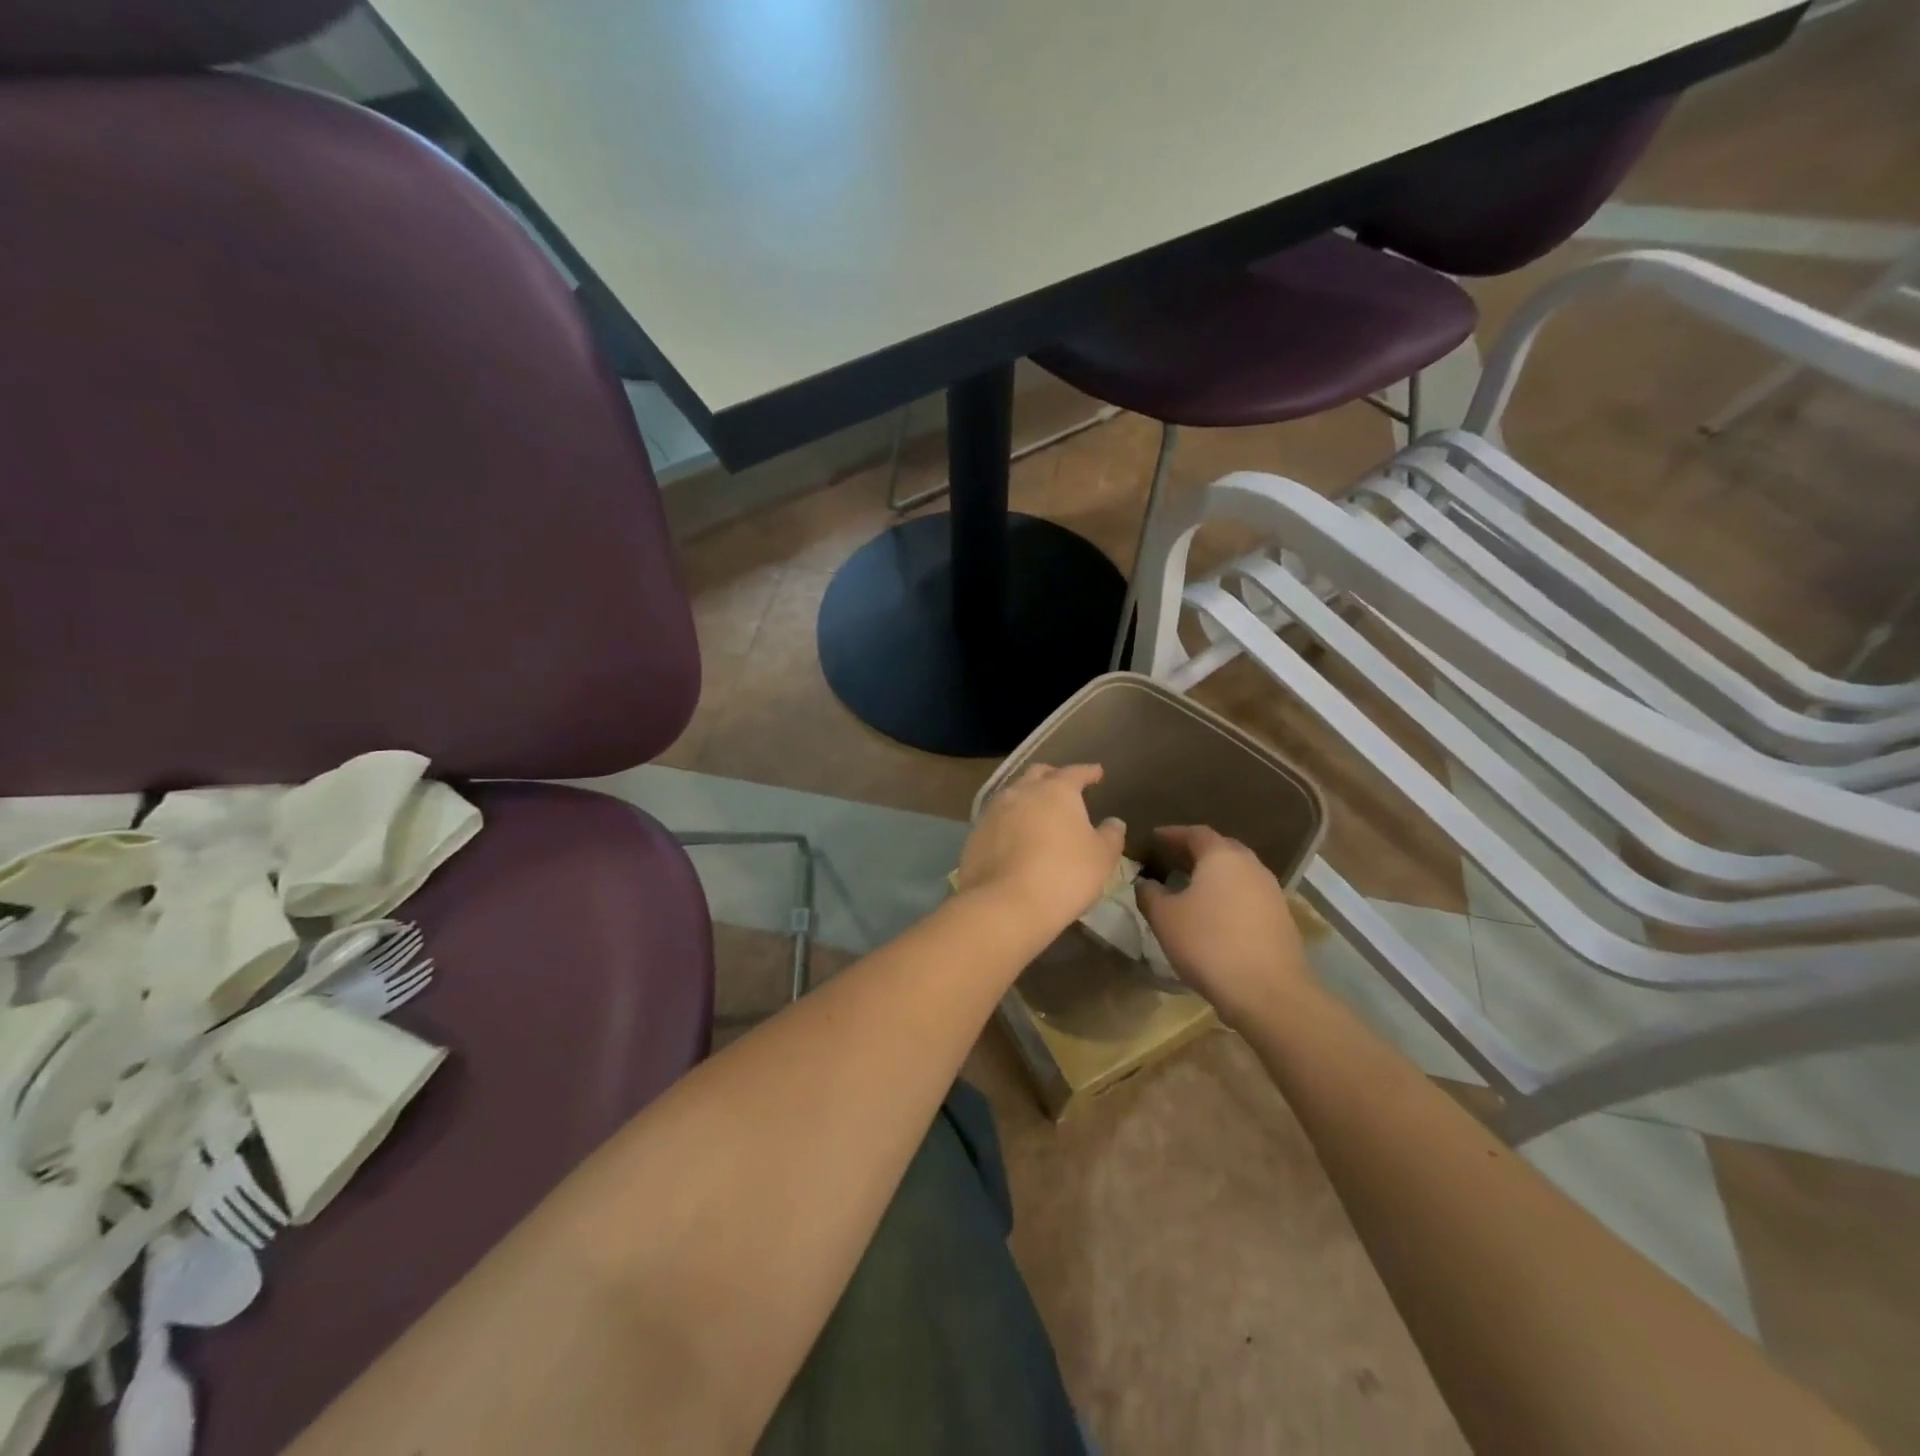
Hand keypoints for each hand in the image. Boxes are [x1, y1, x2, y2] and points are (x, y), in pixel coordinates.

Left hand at [956, 764, 1124, 935]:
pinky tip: (1016, 835)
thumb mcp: (1102, 858)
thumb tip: (1113, 822)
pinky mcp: (976, 834)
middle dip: (1053, 776)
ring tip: (1038, 810)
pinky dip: (1010, 821)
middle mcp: (1022, 792)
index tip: (1097, 773)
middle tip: (1064, 785)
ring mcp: (994, 811)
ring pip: (1014, 794)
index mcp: (1056, 790)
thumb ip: (1111, 835)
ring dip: (1028, 797)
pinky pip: (997, 819)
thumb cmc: (1064, 875)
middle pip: (1038, 774)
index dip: (1088, 772)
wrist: (1005, 905)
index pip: (1075, 772)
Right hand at [1135, 826, 1312, 1026]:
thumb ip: (1149, 894)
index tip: (1155, 838)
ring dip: (1214, 874)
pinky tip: (1214, 913)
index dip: (1172, 834)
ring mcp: (1270, 891)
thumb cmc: (1208, 944)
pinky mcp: (1281, 917)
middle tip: (1172, 859)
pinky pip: (1248, 894)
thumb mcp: (1165, 918)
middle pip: (1221, 848)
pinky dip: (1228, 895)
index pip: (1195, 833)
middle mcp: (1250, 865)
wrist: (1268, 991)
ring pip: (1237, 872)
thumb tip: (1145, 882)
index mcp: (1221, 856)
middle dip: (1195, 851)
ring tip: (1191, 887)